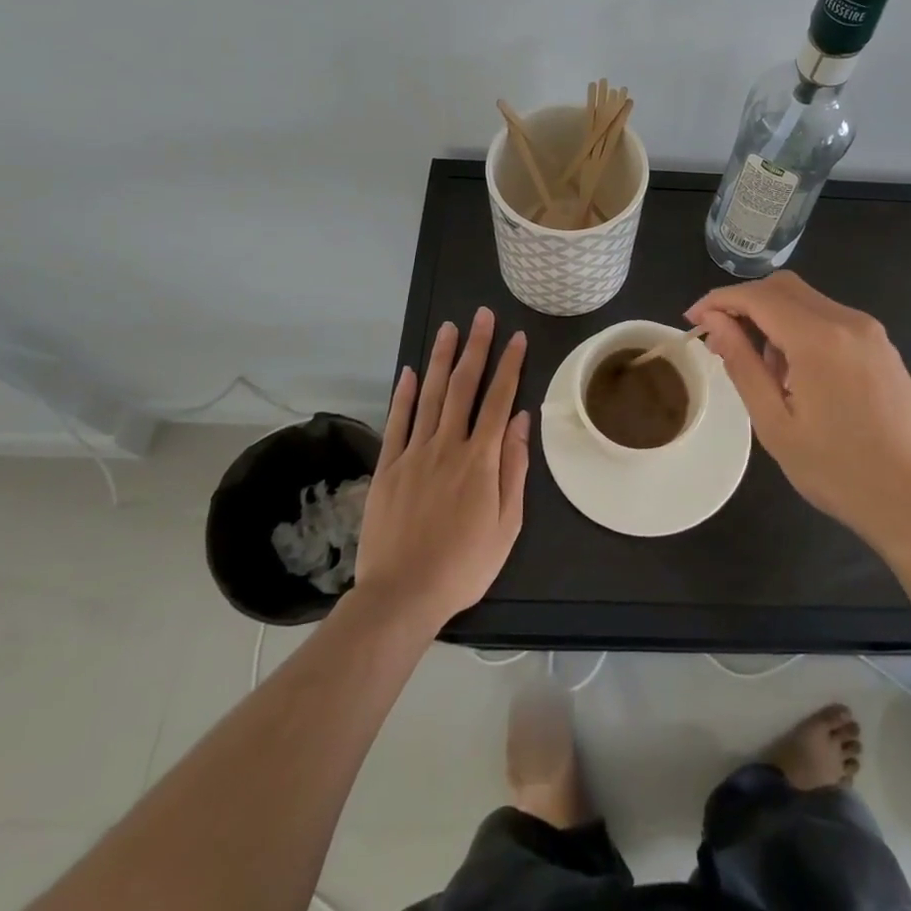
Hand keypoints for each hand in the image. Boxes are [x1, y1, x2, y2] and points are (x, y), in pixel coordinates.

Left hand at [354, 307, 529, 630]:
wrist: (402, 595)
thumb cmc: (464, 564)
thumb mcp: (507, 524)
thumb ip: (514, 468)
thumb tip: (522, 420)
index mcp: (480, 459)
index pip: (499, 400)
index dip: (509, 366)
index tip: (516, 337)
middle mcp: (447, 445)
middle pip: (464, 387)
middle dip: (476, 348)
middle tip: (482, 316)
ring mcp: (414, 453)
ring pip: (431, 395)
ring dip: (442, 359)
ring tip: (449, 329)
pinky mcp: (388, 467)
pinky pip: (397, 422)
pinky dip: (404, 394)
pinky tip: (410, 372)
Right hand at [687, 272, 910, 566]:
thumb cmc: (842, 472)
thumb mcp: (777, 425)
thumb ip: (743, 365)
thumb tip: (715, 323)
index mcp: (819, 338)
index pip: (758, 296)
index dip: (719, 300)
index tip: (693, 320)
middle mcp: (848, 321)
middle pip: (784, 287)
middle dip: (745, 303)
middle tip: (720, 340)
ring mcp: (872, 333)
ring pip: (808, 302)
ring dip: (774, 318)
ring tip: (762, 372)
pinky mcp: (884, 349)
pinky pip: (831, 320)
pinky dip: (801, 330)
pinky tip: (797, 375)